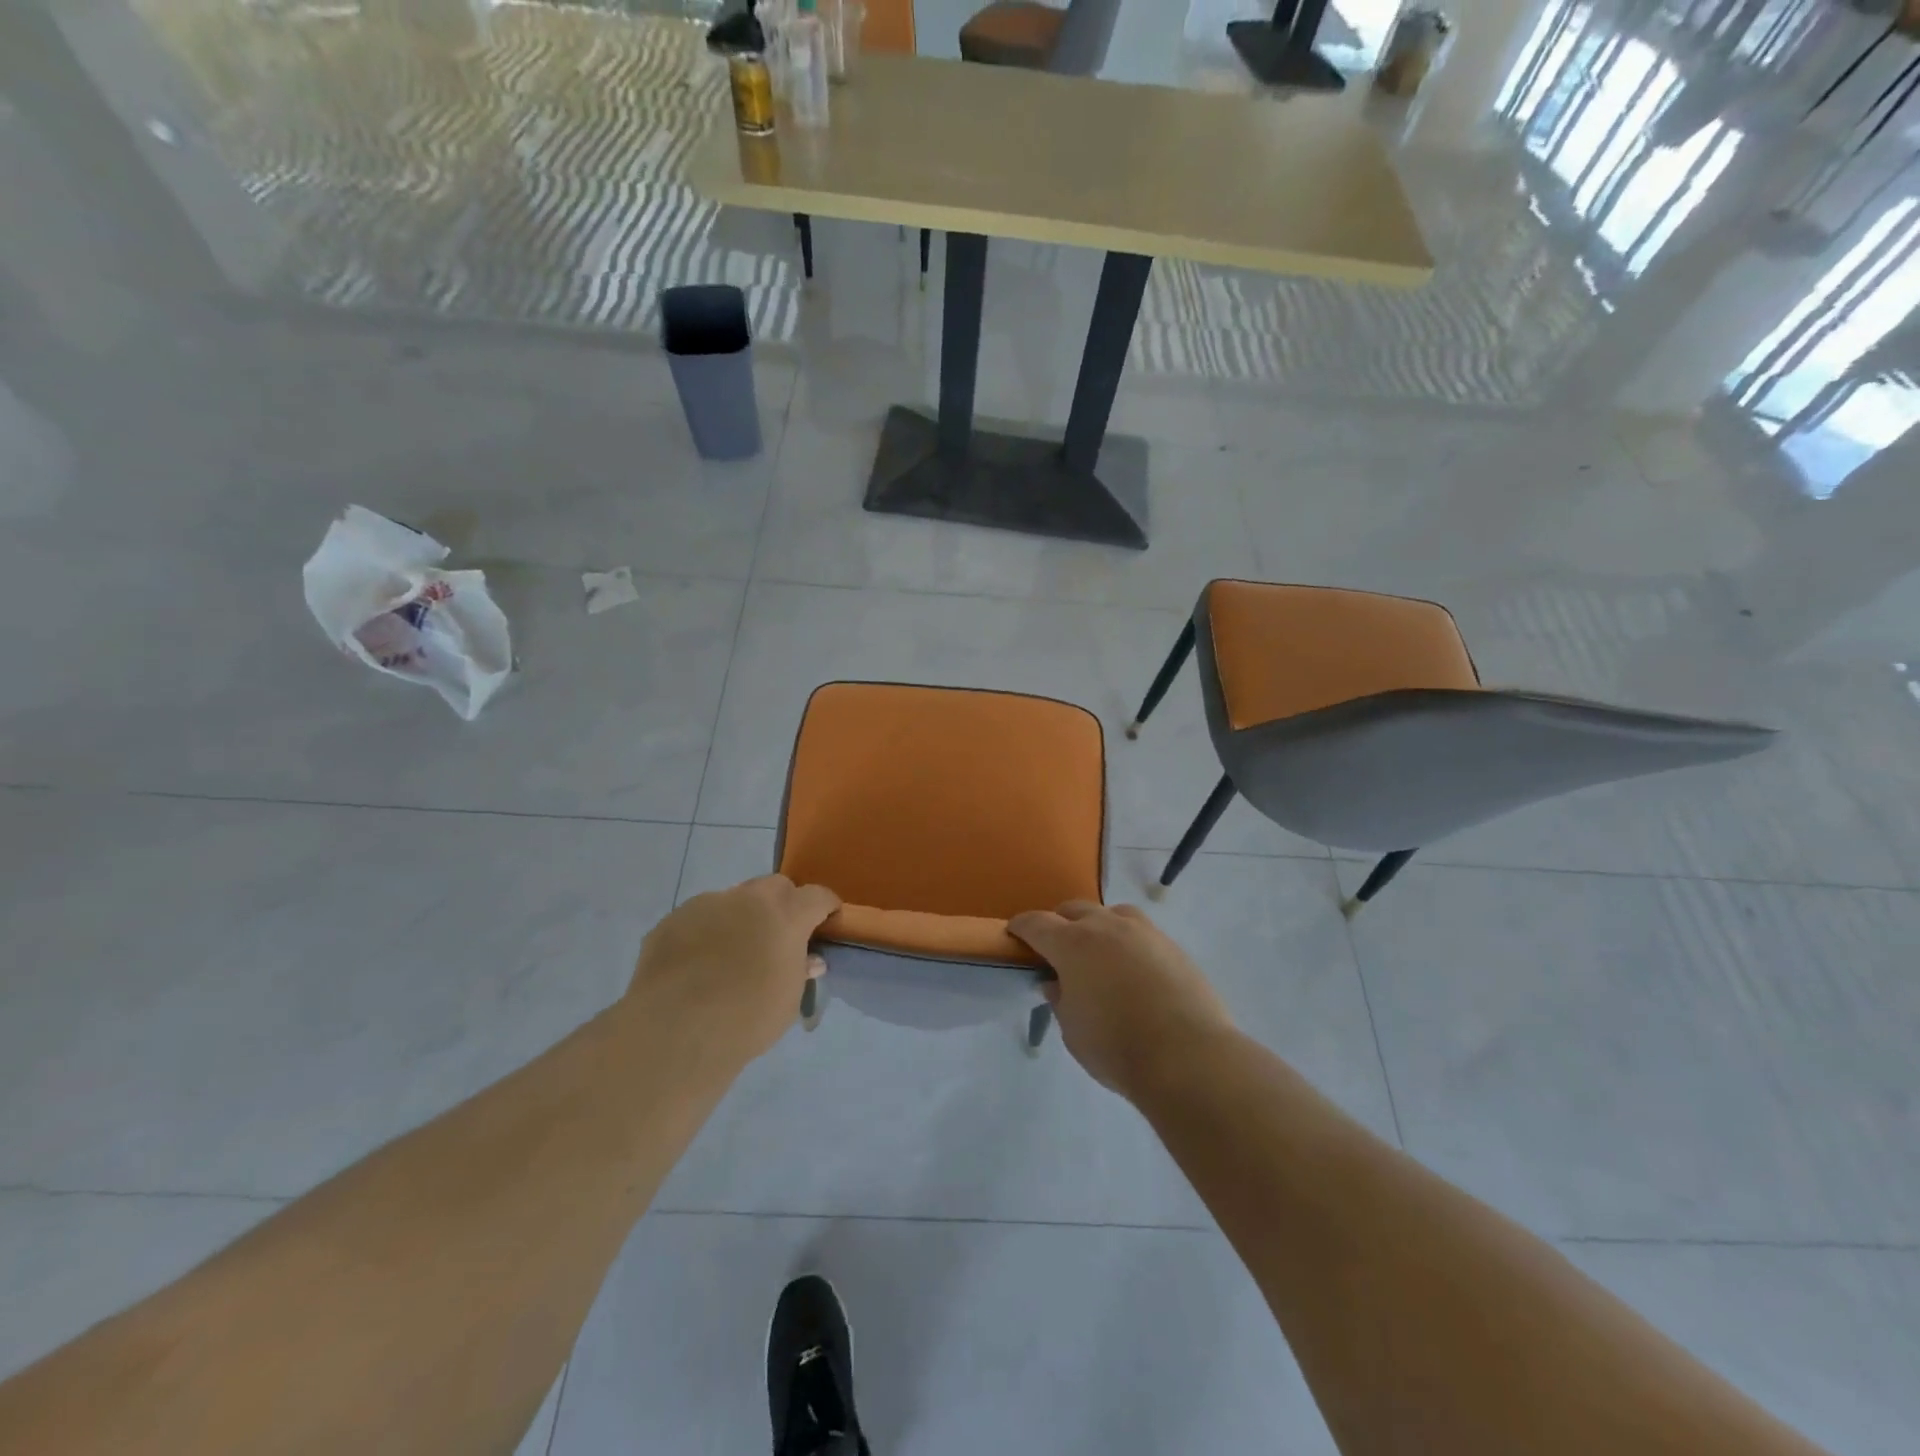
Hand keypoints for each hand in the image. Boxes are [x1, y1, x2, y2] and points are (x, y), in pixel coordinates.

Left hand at [628, 875, 839, 1066]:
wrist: (674, 1031)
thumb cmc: (746, 1018)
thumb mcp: (788, 1001)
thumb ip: (800, 971)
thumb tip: (809, 959)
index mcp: (786, 915)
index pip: (817, 896)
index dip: (825, 906)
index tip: (827, 920)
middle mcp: (748, 899)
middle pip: (775, 886)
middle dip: (783, 904)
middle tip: (779, 935)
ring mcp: (707, 904)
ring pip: (734, 899)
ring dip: (741, 917)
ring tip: (731, 953)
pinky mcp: (672, 920)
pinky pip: (699, 918)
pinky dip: (706, 932)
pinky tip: (697, 964)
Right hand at [1009, 901, 1236, 1097]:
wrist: (1188, 1056)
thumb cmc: (1117, 1047)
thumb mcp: (1073, 1031)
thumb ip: (1060, 999)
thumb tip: (1056, 982)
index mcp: (1072, 944)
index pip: (1037, 923)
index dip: (1021, 927)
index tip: (1014, 933)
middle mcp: (1106, 926)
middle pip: (1074, 910)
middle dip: (1060, 923)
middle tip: (1057, 949)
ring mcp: (1143, 931)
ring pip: (1111, 914)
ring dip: (1097, 926)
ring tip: (1098, 953)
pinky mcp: (1171, 945)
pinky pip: (1140, 932)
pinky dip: (1127, 941)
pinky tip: (1132, 968)